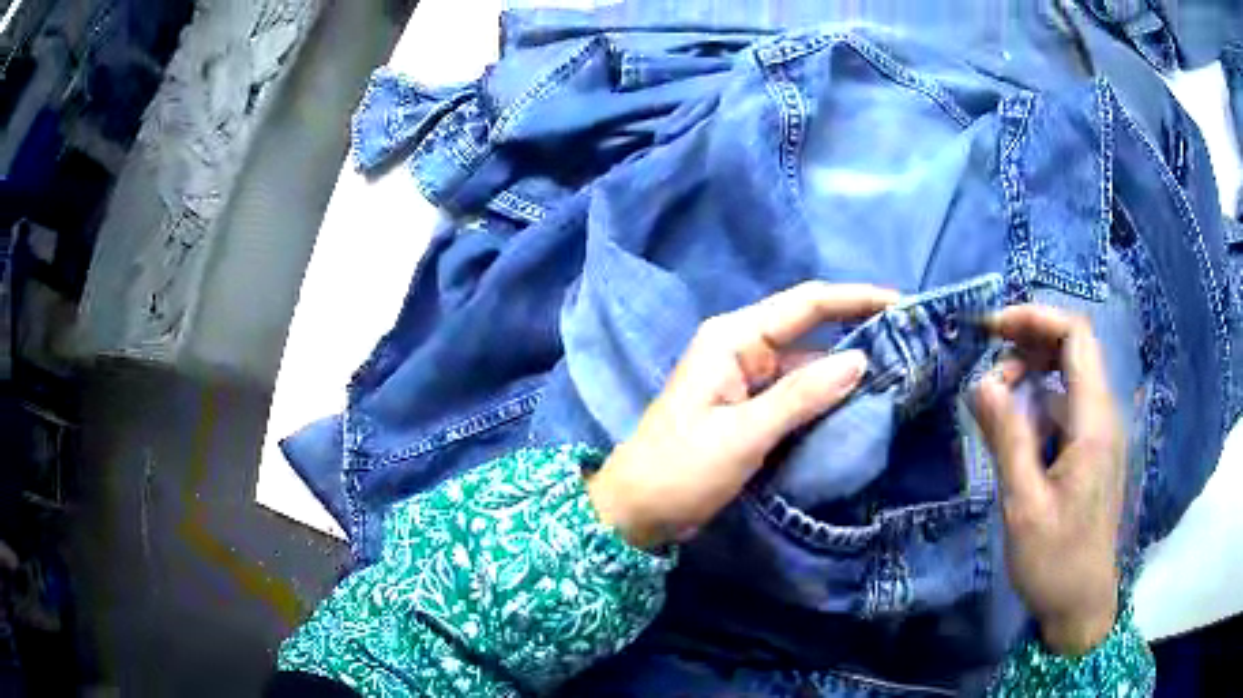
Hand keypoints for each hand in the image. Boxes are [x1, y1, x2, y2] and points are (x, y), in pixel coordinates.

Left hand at [587, 282, 897, 549]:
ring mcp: (747, 380)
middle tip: (909, 341)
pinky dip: (826, 398)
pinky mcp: (751, 410)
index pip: (806, 303)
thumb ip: (802, 395)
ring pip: (808, 364)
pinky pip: (798, 394)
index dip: (856, 298)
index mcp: (734, 338)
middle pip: (811, 329)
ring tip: (898, 375)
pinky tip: (860, 406)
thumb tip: (860, 360)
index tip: (901, 303)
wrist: (637, 511)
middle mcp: (742, 348)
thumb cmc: (681, 468)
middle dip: (857, 331)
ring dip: (845, 370)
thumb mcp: (743, 433)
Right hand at [974, 306, 1124, 655]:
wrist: (1081, 606)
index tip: (992, 330)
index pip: (1076, 335)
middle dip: (1030, 343)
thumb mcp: (1024, 506)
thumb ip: (1007, 439)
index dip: (1035, 318)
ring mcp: (1100, 435)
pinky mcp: (1093, 453)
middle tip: (989, 366)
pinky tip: (1019, 436)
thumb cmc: (1055, 561)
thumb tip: (982, 382)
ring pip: (1069, 379)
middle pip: (1074, 348)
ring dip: (1032, 377)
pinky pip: (1067, 409)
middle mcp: (1104, 416)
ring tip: (996, 406)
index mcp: (1094, 422)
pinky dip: (1040, 406)